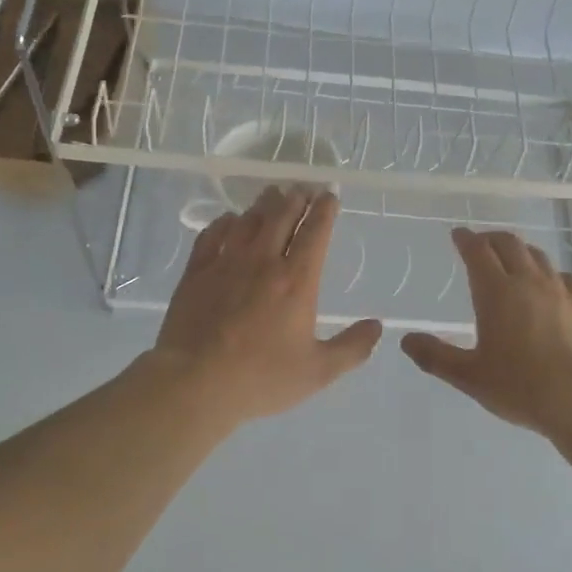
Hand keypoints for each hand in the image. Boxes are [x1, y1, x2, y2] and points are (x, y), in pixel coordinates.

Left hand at [152, 187, 381, 424]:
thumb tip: (377, 326)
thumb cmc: (261, 378)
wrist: (195, 383)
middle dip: (296, 199)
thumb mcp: (318, 372)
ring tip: (272, 195)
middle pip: (282, 217)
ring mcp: (226, 263)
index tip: (329, 196)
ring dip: (264, 205)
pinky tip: (228, 220)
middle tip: (302, 189)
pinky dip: (224, 222)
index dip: (325, 210)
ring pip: (248, 221)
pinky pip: (212, 235)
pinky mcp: (197, 272)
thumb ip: (352, 348)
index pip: (315, 233)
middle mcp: (263, 262)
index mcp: (297, 281)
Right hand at [401, 228, 571, 430]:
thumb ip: (435, 356)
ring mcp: (561, 291)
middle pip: (509, 244)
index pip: (478, 251)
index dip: (466, 239)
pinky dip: (551, 273)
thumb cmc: (519, 386)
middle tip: (482, 242)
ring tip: (514, 258)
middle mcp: (528, 281)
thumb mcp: (469, 376)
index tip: (458, 234)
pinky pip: (565, 277)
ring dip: (521, 251)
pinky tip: (552, 284)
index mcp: (496, 292)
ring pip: (538, 256)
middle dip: (492, 238)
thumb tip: (407, 341)